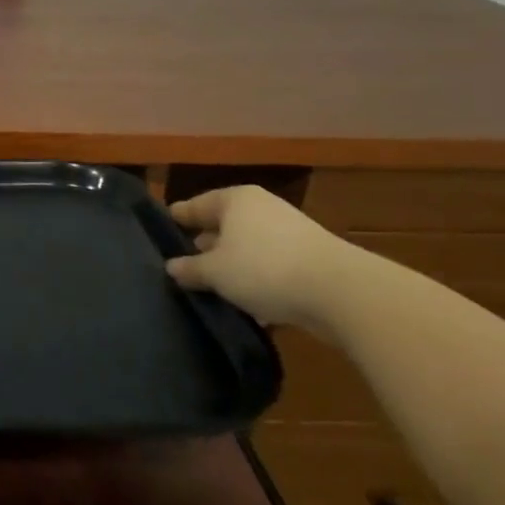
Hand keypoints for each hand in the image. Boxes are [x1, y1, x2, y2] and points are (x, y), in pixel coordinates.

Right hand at [166, 185, 363, 334]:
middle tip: (184, 263)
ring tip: (213, 289)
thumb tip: (172, 267)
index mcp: (235, 200)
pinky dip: (258, 281)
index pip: (196, 205)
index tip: (164, 226)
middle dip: (205, 244)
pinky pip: (271, 267)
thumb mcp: (215, 272)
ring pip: (248, 248)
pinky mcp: (310, 260)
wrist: (340, 291)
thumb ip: (190, 269)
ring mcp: (289, 233)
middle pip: (224, 225)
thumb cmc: (264, 268)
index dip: (179, 217)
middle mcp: (261, 209)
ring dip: (233, 267)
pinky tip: (249, 304)